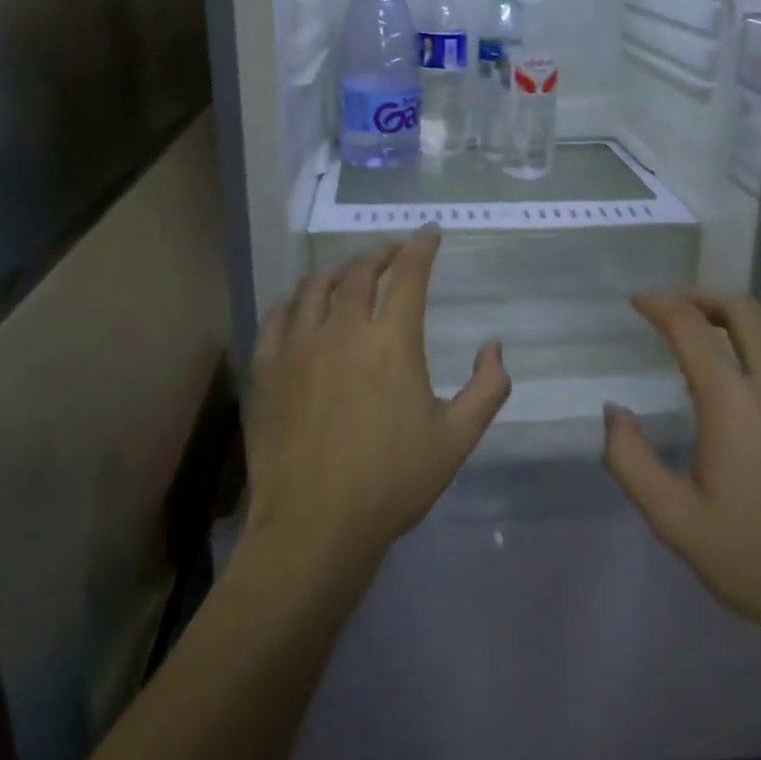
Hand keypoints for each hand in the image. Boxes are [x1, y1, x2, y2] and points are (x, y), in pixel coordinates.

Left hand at [245, 227, 511, 576]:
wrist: (314, 526)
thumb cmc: (393, 482)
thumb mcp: (457, 439)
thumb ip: (488, 388)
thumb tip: (493, 347)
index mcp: (392, 341)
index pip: (409, 275)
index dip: (422, 247)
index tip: (430, 233)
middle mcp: (343, 329)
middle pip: (359, 271)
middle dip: (381, 253)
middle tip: (392, 251)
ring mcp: (298, 346)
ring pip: (315, 286)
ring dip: (338, 270)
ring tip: (349, 270)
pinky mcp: (266, 368)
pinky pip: (278, 315)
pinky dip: (295, 299)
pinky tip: (301, 303)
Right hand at [602, 291, 760, 667]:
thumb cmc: (755, 560)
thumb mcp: (673, 520)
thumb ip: (630, 460)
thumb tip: (615, 412)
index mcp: (733, 404)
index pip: (691, 326)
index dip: (660, 304)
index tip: (639, 302)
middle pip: (742, 309)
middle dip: (701, 297)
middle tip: (675, 310)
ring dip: (739, 317)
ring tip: (712, 334)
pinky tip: (758, 377)